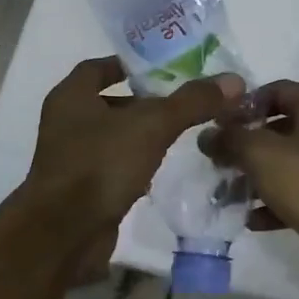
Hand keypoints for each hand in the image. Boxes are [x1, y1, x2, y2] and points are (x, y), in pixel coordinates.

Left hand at [21, 56, 244, 275]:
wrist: (65, 234)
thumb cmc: (100, 164)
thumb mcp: (151, 126)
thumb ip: (191, 102)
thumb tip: (233, 81)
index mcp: (71, 97)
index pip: (98, 67)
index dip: (129, 64)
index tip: (163, 67)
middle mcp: (65, 123)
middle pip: (108, 102)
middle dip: (142, 101)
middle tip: (182, 100)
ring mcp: (70, 158)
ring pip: (112, 137)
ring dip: (140, 134)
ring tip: (179, 132)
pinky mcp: (81, 190)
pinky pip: (111, 167)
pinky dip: (134, 164)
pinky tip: (161, 169)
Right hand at [205, 80, 298, 292]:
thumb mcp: (261, 152)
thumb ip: (229, 138)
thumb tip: (206, 136)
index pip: (273, 91)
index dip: (241, 107)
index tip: (214, 128)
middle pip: (276, 127)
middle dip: (243, 146)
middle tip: (216, 162)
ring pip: (284, 162)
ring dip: (254, 177)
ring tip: (226, 193)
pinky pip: (295, 192)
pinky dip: (272, 202)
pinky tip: (249, 218)